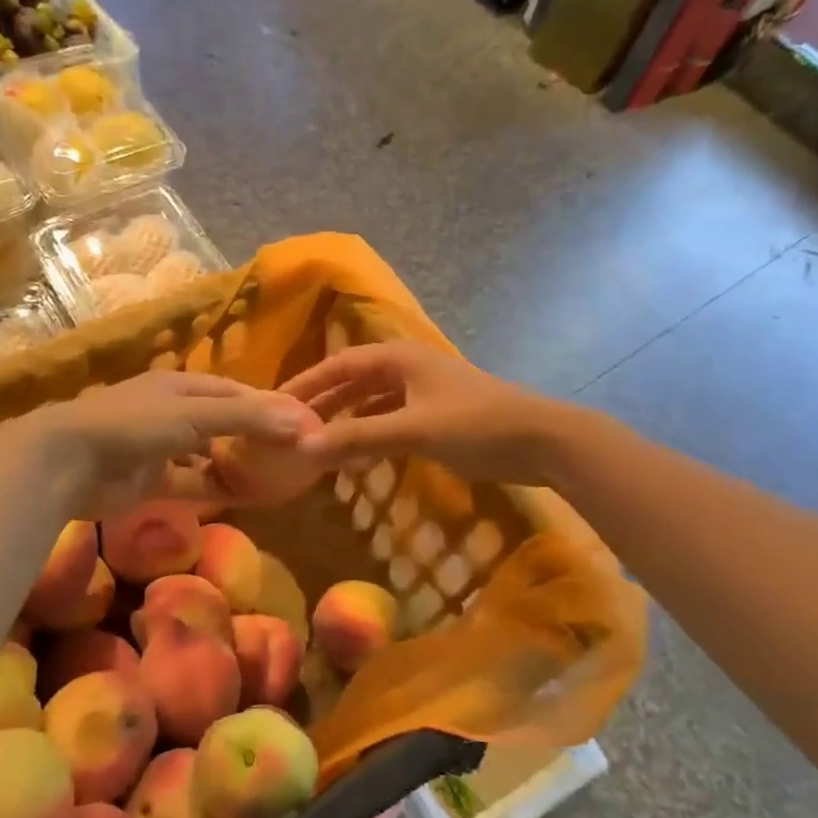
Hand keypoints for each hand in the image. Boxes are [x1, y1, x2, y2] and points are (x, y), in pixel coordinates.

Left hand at [27, 370, 319, 517]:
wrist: (67, 462)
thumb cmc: (133, 425)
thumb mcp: (193, 414)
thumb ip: (246, 419)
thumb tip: (301, 423)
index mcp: (180, 385)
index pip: (233, 391)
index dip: (266, 404)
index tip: (299, 420)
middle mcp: (171, 412)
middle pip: (223, 422)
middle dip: (254, 435)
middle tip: (292, 452)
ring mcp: (160, 449)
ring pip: (208, 455)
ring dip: (236, 464)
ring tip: (274, 477)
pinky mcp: (150, 482)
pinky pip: (192, 483)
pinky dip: (216, 488)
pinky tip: (244, 497)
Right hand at [278, 341, 571, 486]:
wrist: (544, 441)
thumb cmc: (477, 425)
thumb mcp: (413, 430)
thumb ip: (358, 437)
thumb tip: (302, 447)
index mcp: (398, 358)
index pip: (338, 365)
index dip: (305, 384)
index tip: (273, 405)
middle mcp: (407, 368)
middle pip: (352, 383)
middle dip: (322, 406)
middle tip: (287, 430)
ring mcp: (424, 392)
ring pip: (371, 405)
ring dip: (345, 424)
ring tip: (315, 448)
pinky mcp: (437, 416)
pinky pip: (390, 422)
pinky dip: (371, 437)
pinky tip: (356, 459)